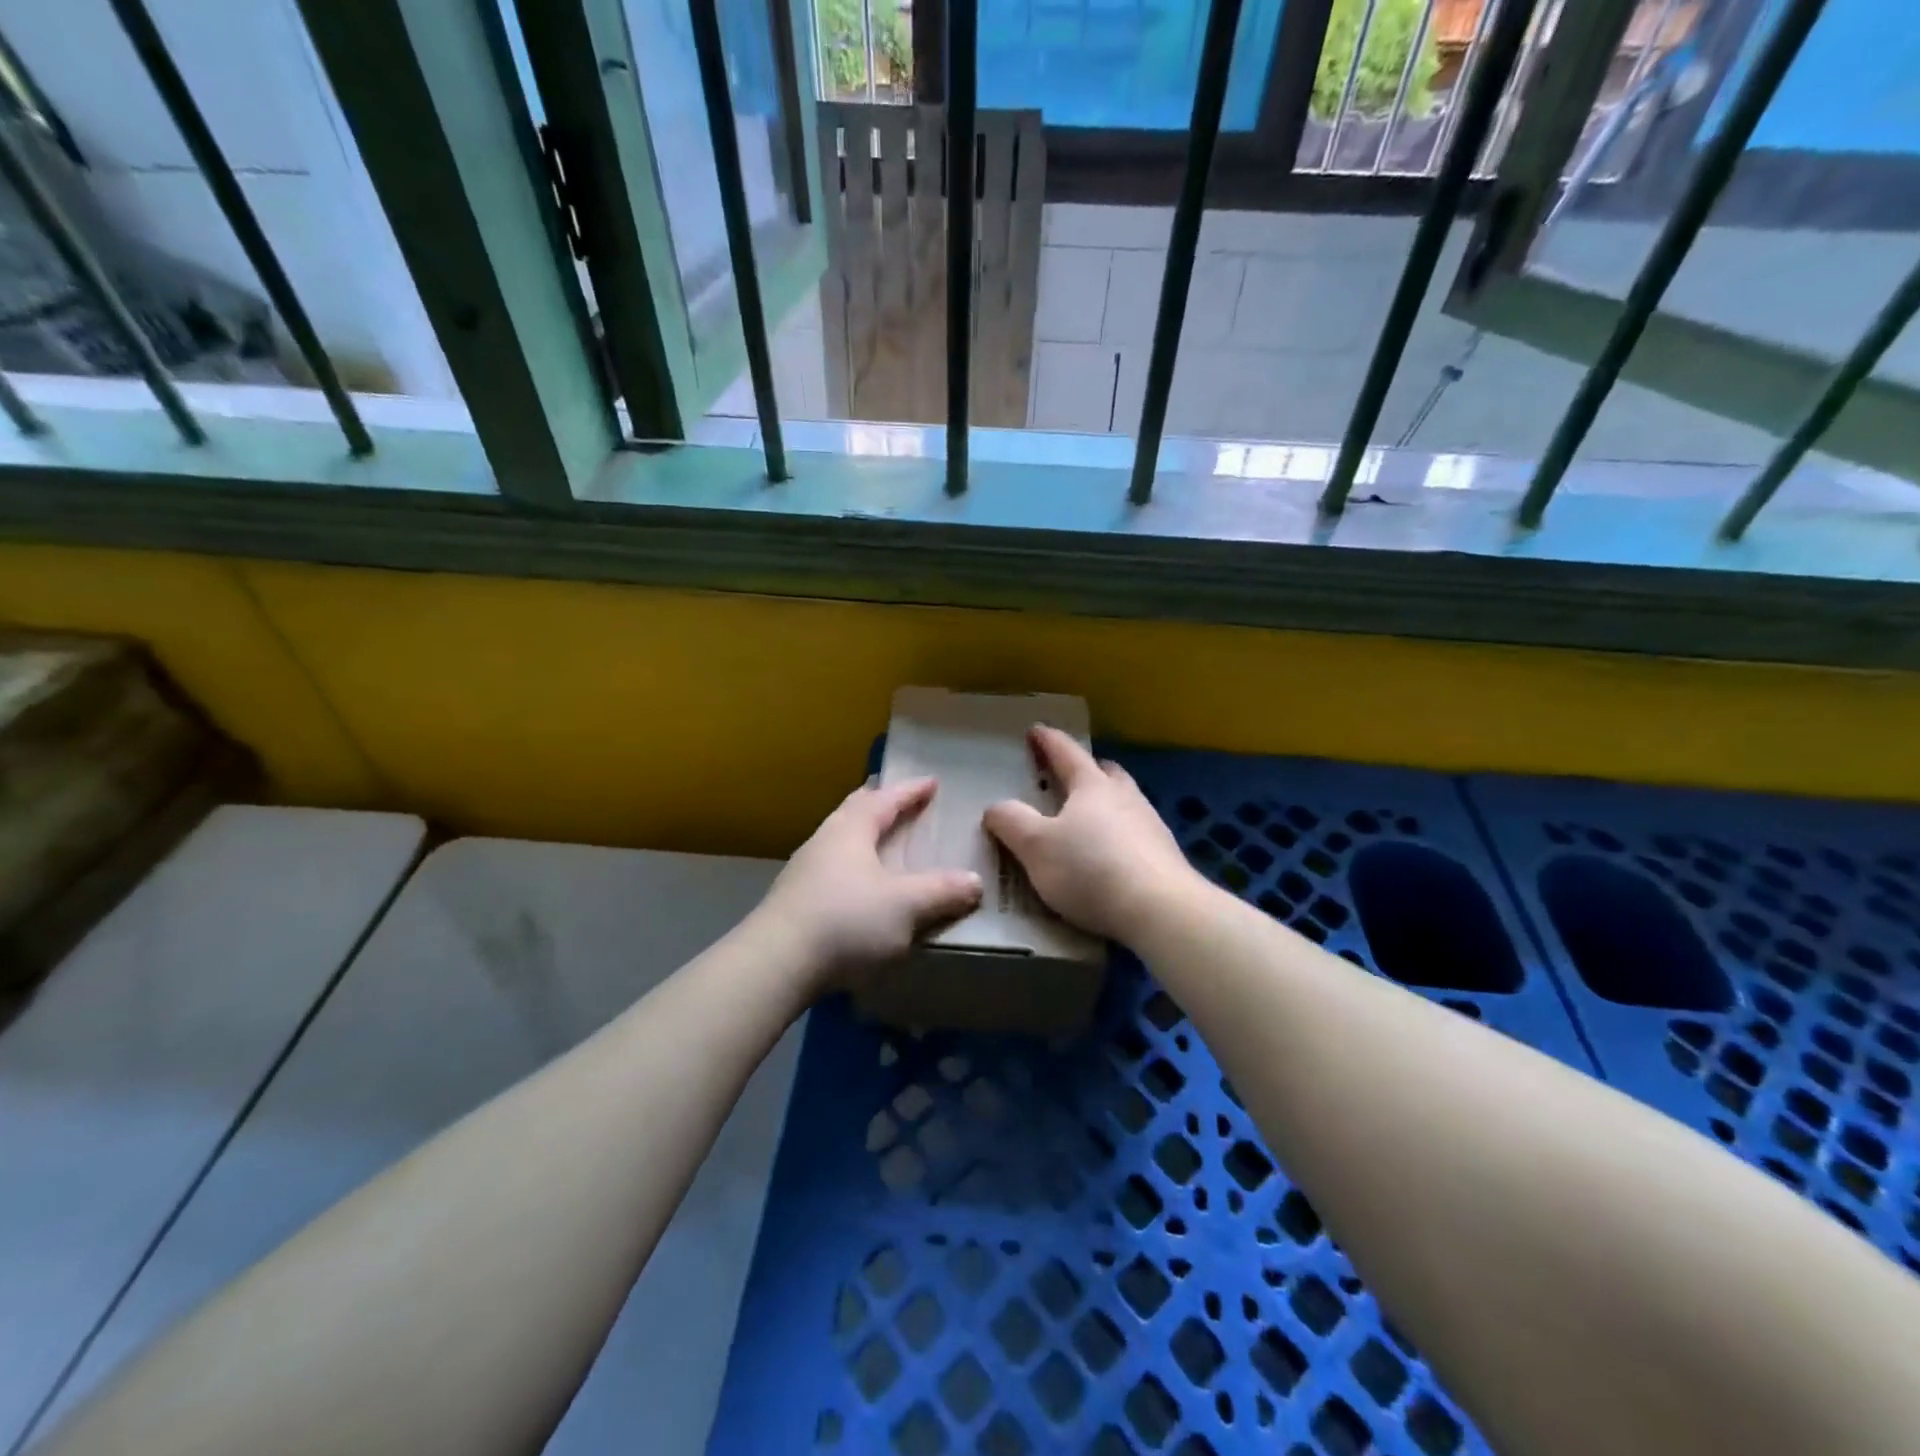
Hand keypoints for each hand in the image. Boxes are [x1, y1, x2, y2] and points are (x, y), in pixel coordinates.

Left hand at [753, 778, 982, 994]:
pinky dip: (853, 865)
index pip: (885, 798)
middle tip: (902, 802)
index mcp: (851, 830)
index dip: (910, 790)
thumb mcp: (905, 906)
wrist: (776, 963)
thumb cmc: (846, 921)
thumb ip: (942, 891)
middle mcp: (825, 840)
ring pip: (840, 839)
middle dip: (880, 803)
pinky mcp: (795, 900)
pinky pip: (832, 868)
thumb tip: (975, 881)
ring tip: (883, 843)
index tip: (931, 782)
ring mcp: (805, 870)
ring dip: (864, 835)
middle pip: (855, 811)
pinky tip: (860, 887)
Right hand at [984, 726, 1199, 944]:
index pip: (1066, 753)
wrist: (1160, 910)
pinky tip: (1111, 856)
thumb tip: (996, 807)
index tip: (1036, 730)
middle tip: (1069, 775)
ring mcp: (1150, 825)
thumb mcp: (1035, 847)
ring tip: (1088, 819)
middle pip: (1105, 772)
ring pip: (1125, 801)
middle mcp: (1125, 797)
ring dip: (1106, 803)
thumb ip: (1012, 823)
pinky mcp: (1165, 855)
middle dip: (1086, 769)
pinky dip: (1119, 835)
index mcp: (1091, 786)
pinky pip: (1136, 833)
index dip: (1048, 741)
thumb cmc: (1090, 869)